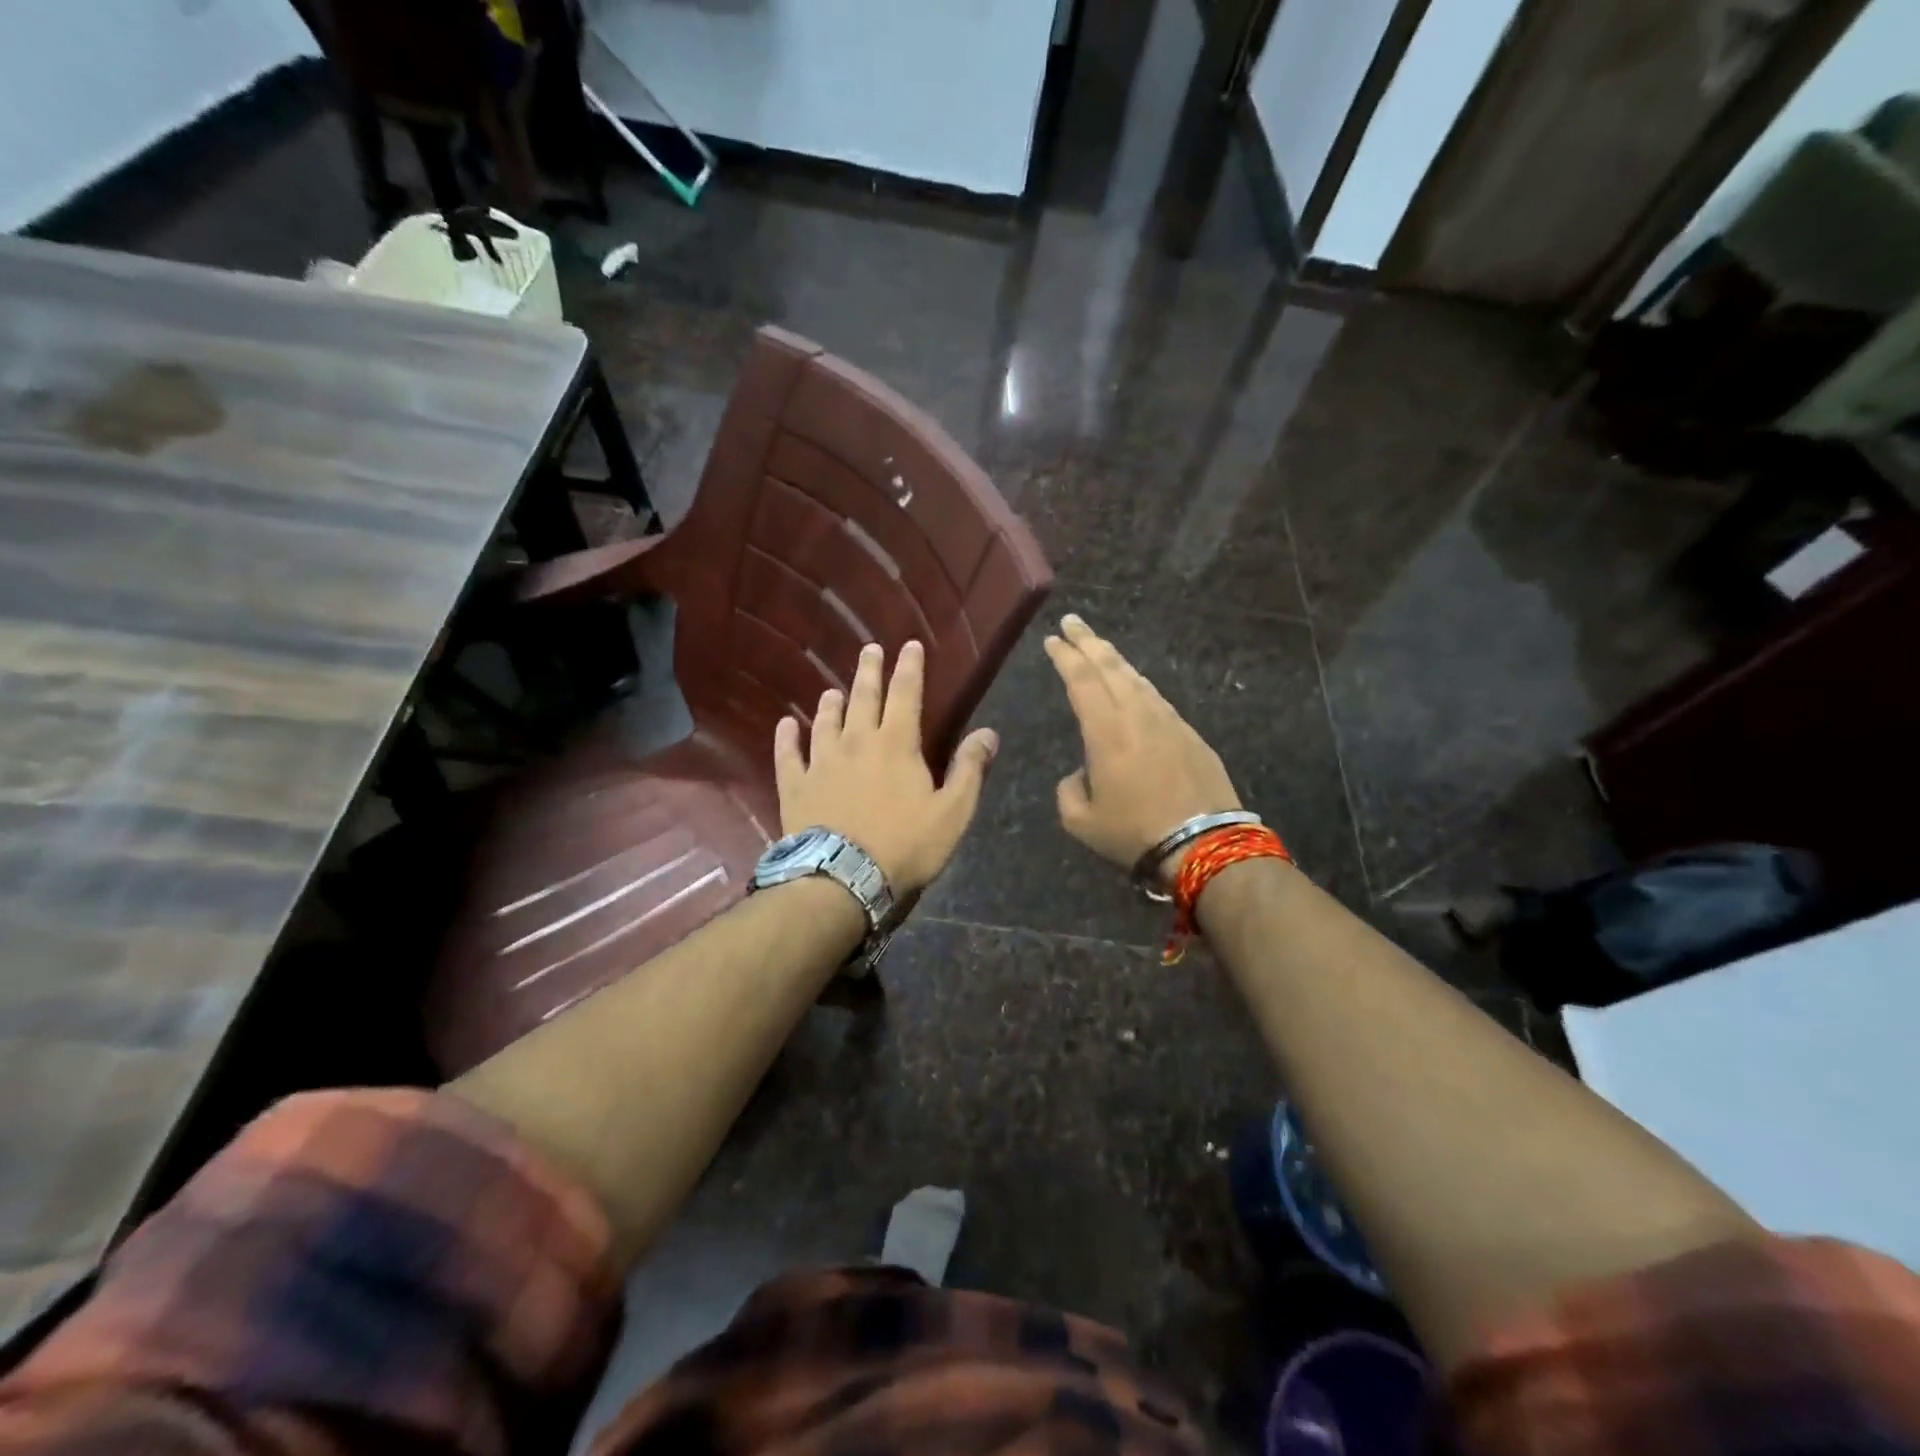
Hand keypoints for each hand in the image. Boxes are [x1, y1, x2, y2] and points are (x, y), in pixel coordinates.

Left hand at [774, 641, 998, 896]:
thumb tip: (988, 733)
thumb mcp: (953, 811)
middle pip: (863, 697)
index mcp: (897, 744)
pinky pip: (788, 754)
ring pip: (826, 721)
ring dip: (831, 703)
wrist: (843, 877)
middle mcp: (857, 741)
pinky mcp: (796, 785)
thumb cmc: (905, 845)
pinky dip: (786, 738)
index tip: (910, 645)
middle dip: (869, 671)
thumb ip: (969, 769)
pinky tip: (785, 725)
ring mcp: (821, 762)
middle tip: (869, 649)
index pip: (906, 694)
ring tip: (833, 690)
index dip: (910, 667)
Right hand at [1044, 614, 1241, 882]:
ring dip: (1114, 659)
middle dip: (1088, 641)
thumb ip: (1069, 791)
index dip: (1065, 656)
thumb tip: (1079, 774)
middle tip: (1073, 621)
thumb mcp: (1082, 821)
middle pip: (1110, 666)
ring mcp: (1168, 720)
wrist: (1204, 843)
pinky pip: (1157, 697)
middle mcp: (1137, 714)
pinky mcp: (1190, 733)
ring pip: (1136, 678)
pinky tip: (1135, 686)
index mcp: (1106, 730)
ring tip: (1099, 648)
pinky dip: (1138, 684)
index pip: (1081, 680)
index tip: (1053, 638)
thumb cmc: (1134, 832)